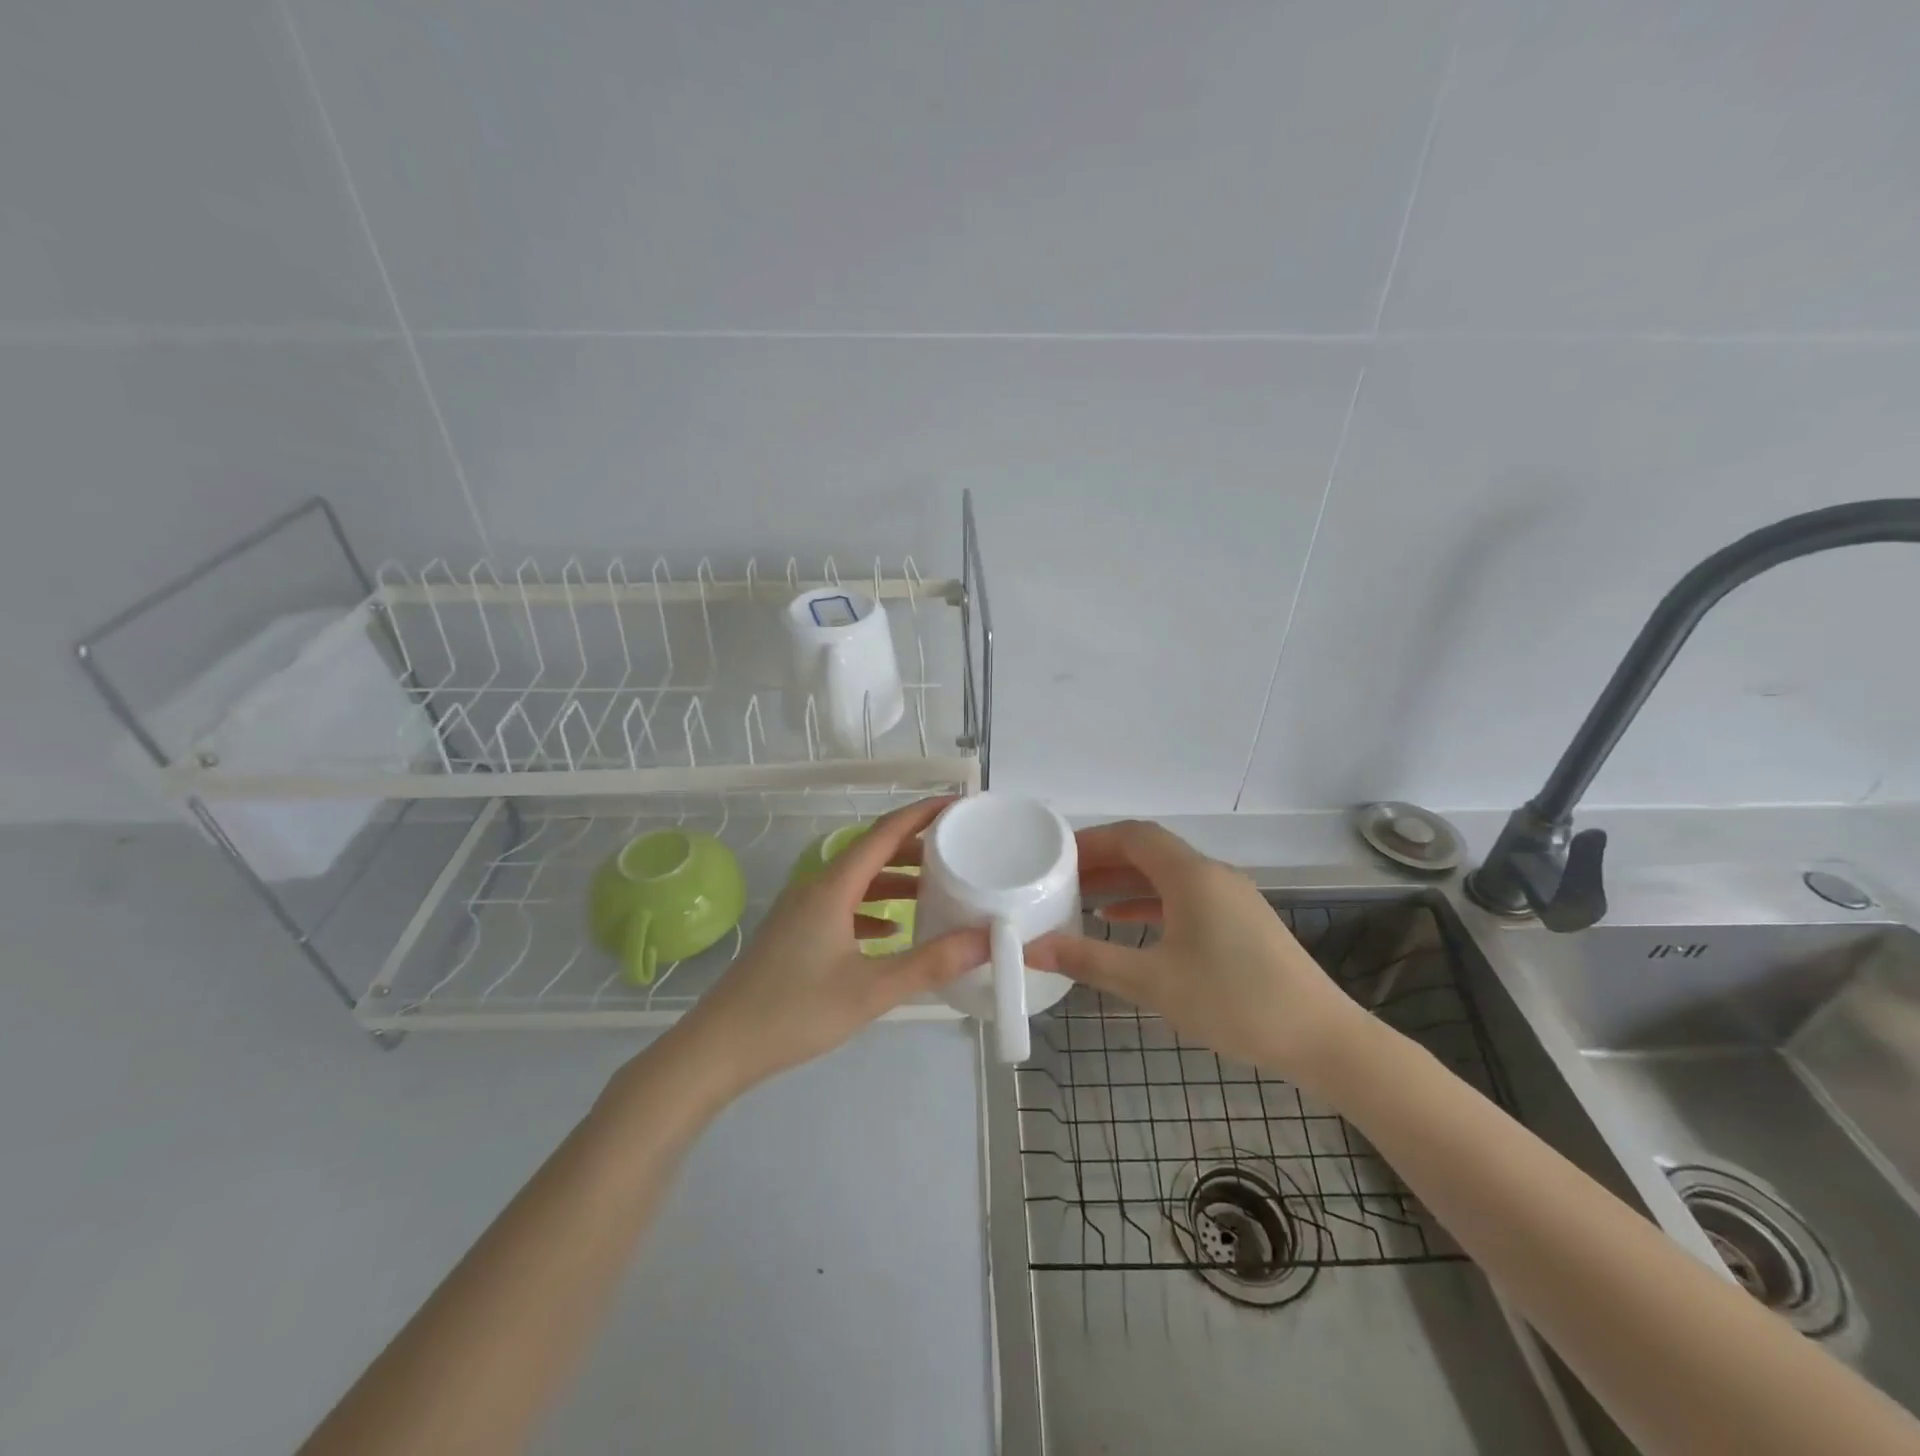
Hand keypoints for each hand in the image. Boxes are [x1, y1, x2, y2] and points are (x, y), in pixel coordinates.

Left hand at [670, 797, 987, 1097]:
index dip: (922, 814)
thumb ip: (931, 963)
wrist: (719, 1047)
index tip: (957, 805)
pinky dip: (873, 909)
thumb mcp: (871, 990)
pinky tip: (893, 931)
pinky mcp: (795, 934)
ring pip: (857, 881)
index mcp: (833, 887)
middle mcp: (816, 888)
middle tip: (957, 851)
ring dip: (895, 880)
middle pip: (871, 853)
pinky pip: (843, 906)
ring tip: (935, 890)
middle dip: (915, 848)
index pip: (884, 833)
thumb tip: (986, 939)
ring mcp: (802, 911)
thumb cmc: (794, 1011)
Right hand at [1029, 820, 1369, 1088]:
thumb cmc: (1234, 1002)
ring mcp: (1231, 896)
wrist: (1321, 1038)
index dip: (1091, 841)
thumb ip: (1090, 961)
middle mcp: (1212, 874)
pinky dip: (1150, 903)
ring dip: (1125, 884)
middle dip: (1103, 862)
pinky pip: (1185, 897)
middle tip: (1061, 881)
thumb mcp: (1153, 983)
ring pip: (1166, 876)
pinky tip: (1125, 924)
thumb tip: (1032, 949)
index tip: (1055, 857)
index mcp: (1191, 875)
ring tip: (1082, 902)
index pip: (1133, 836)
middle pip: (1149, 852)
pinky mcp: (1241, 921)